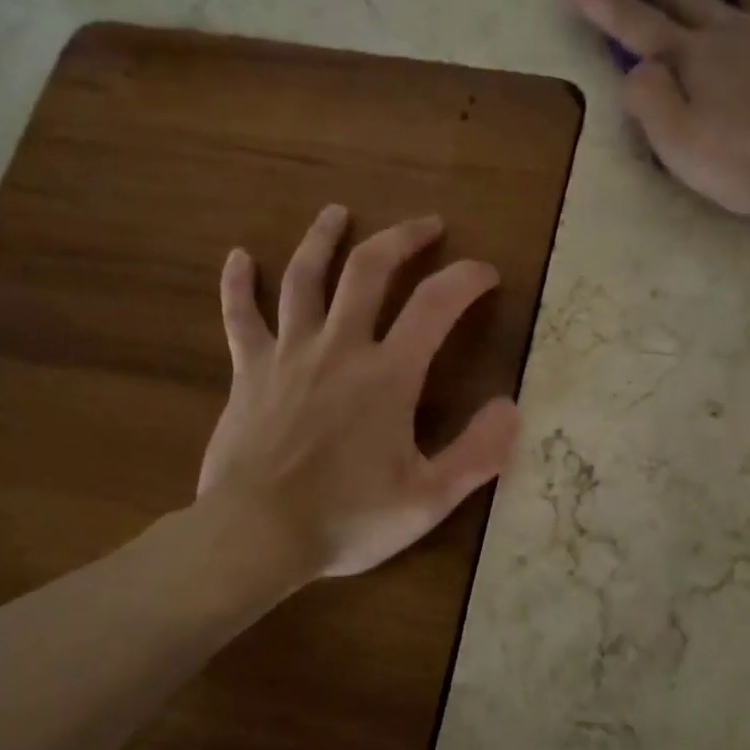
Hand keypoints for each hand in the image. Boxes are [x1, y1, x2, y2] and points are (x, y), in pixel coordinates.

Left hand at [197, 206, 519, 578]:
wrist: (256, 536)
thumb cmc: (346, 519)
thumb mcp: (428, 499)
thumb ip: (478, 454)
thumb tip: (511, 407)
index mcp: (388, 375)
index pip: (436, 304)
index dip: (466, 278)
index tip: (485, 273)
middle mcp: (340, 348)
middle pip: (370, 270)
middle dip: (402, 239)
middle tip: (426, 224)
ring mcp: (288, 354)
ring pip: (305, 278)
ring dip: (323, 240)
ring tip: (337, 212)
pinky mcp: (249, 372)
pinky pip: (240, 316)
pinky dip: (237, 284)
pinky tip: (238, 257)